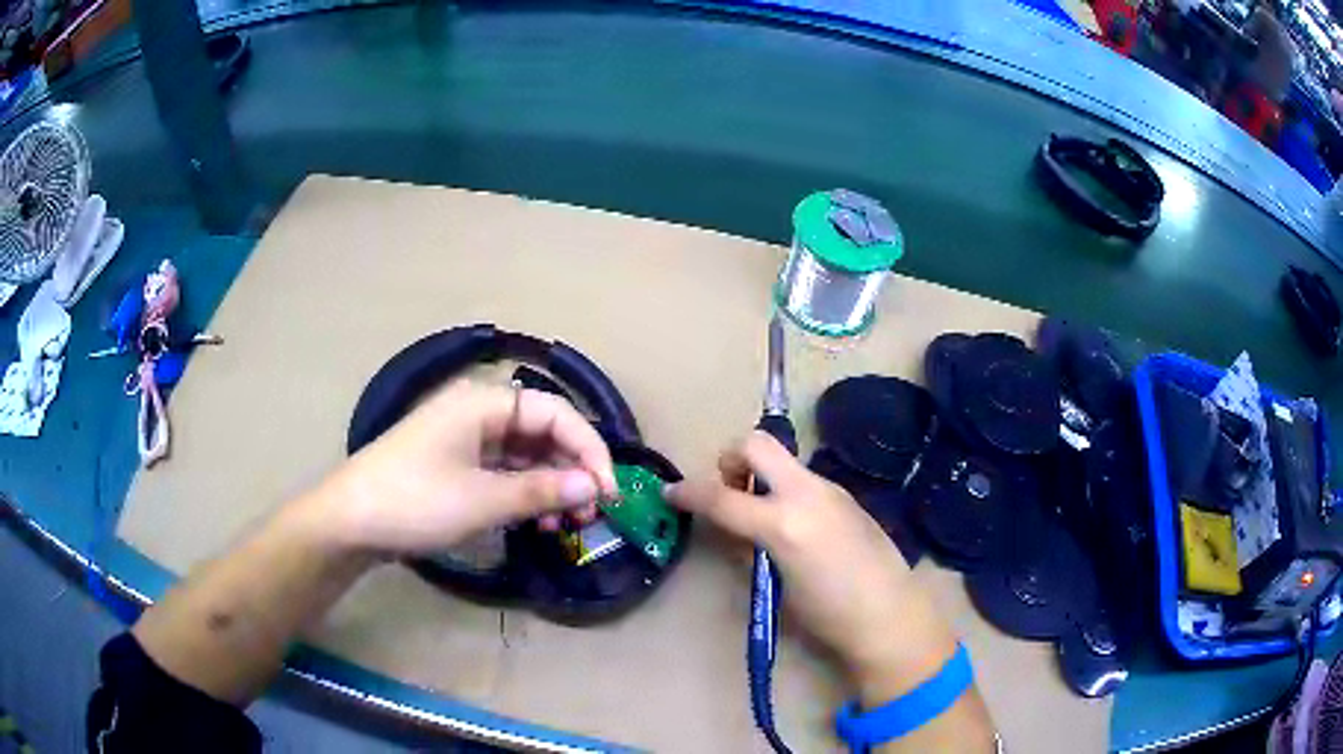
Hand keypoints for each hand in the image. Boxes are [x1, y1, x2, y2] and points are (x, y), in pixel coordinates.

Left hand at [318, 380, 617, 555]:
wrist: (350, 521)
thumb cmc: (416, 500)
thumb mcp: (483, 499)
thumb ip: (542, 491)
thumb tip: (594, 487)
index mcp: (484, 402)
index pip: (555, 412)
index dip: (589, 448)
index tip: (608, 491)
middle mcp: (477, 411)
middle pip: (541, 431)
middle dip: (571, 470)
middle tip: (589, 513)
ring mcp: (464, 439)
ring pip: (524, 454)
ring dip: (550, 485)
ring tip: (565, 524)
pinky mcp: (454, 465)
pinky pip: (502, 471)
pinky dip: (524, 493)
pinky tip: (536, 522)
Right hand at [667, 432, 958, 700]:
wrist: (891, 614)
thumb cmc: (828, 615)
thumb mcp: (775, 586)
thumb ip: (750, 550)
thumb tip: (735, 534)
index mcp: (782, 523)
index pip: (721, 496)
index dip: (688, 492)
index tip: (671, 494)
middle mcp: (805, 493)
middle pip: (756, 444)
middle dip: (731, 459)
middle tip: (729, 492)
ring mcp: (830, 489)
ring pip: (783, 460)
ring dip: (761, 476)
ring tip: (762, 517)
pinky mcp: (846, 495)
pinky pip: (804, 479)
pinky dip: (786, 489)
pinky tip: (796, 526)